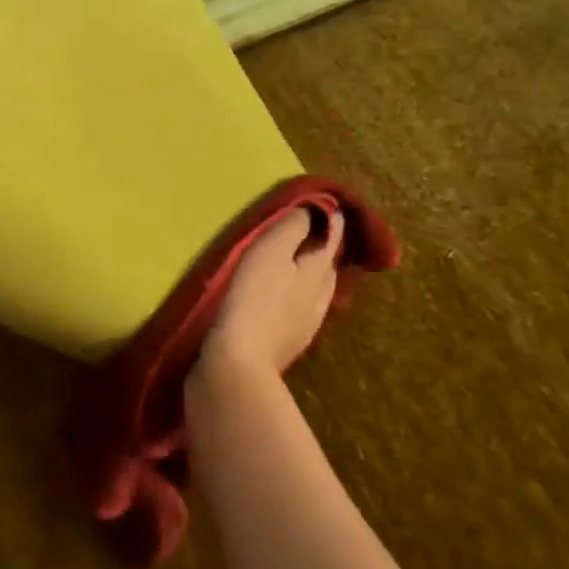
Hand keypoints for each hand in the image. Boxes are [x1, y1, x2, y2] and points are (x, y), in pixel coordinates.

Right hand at [201, 209, 343, 375]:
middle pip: (327, 266)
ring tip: (294, 264)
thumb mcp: (269, 253)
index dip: (331, 219)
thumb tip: (312, 210)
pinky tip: (281, 300)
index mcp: (317, 272)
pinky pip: (298, 311)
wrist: (236, 366)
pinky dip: (294, 297)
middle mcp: (320, 297)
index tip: (327, 203)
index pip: (332, 238)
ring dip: (309, 275)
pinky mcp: (286, 344)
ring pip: (315, 291)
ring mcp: (305, 325)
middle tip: (310, 231)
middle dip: (322, 247)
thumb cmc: (251, 300)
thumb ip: (291, 229)